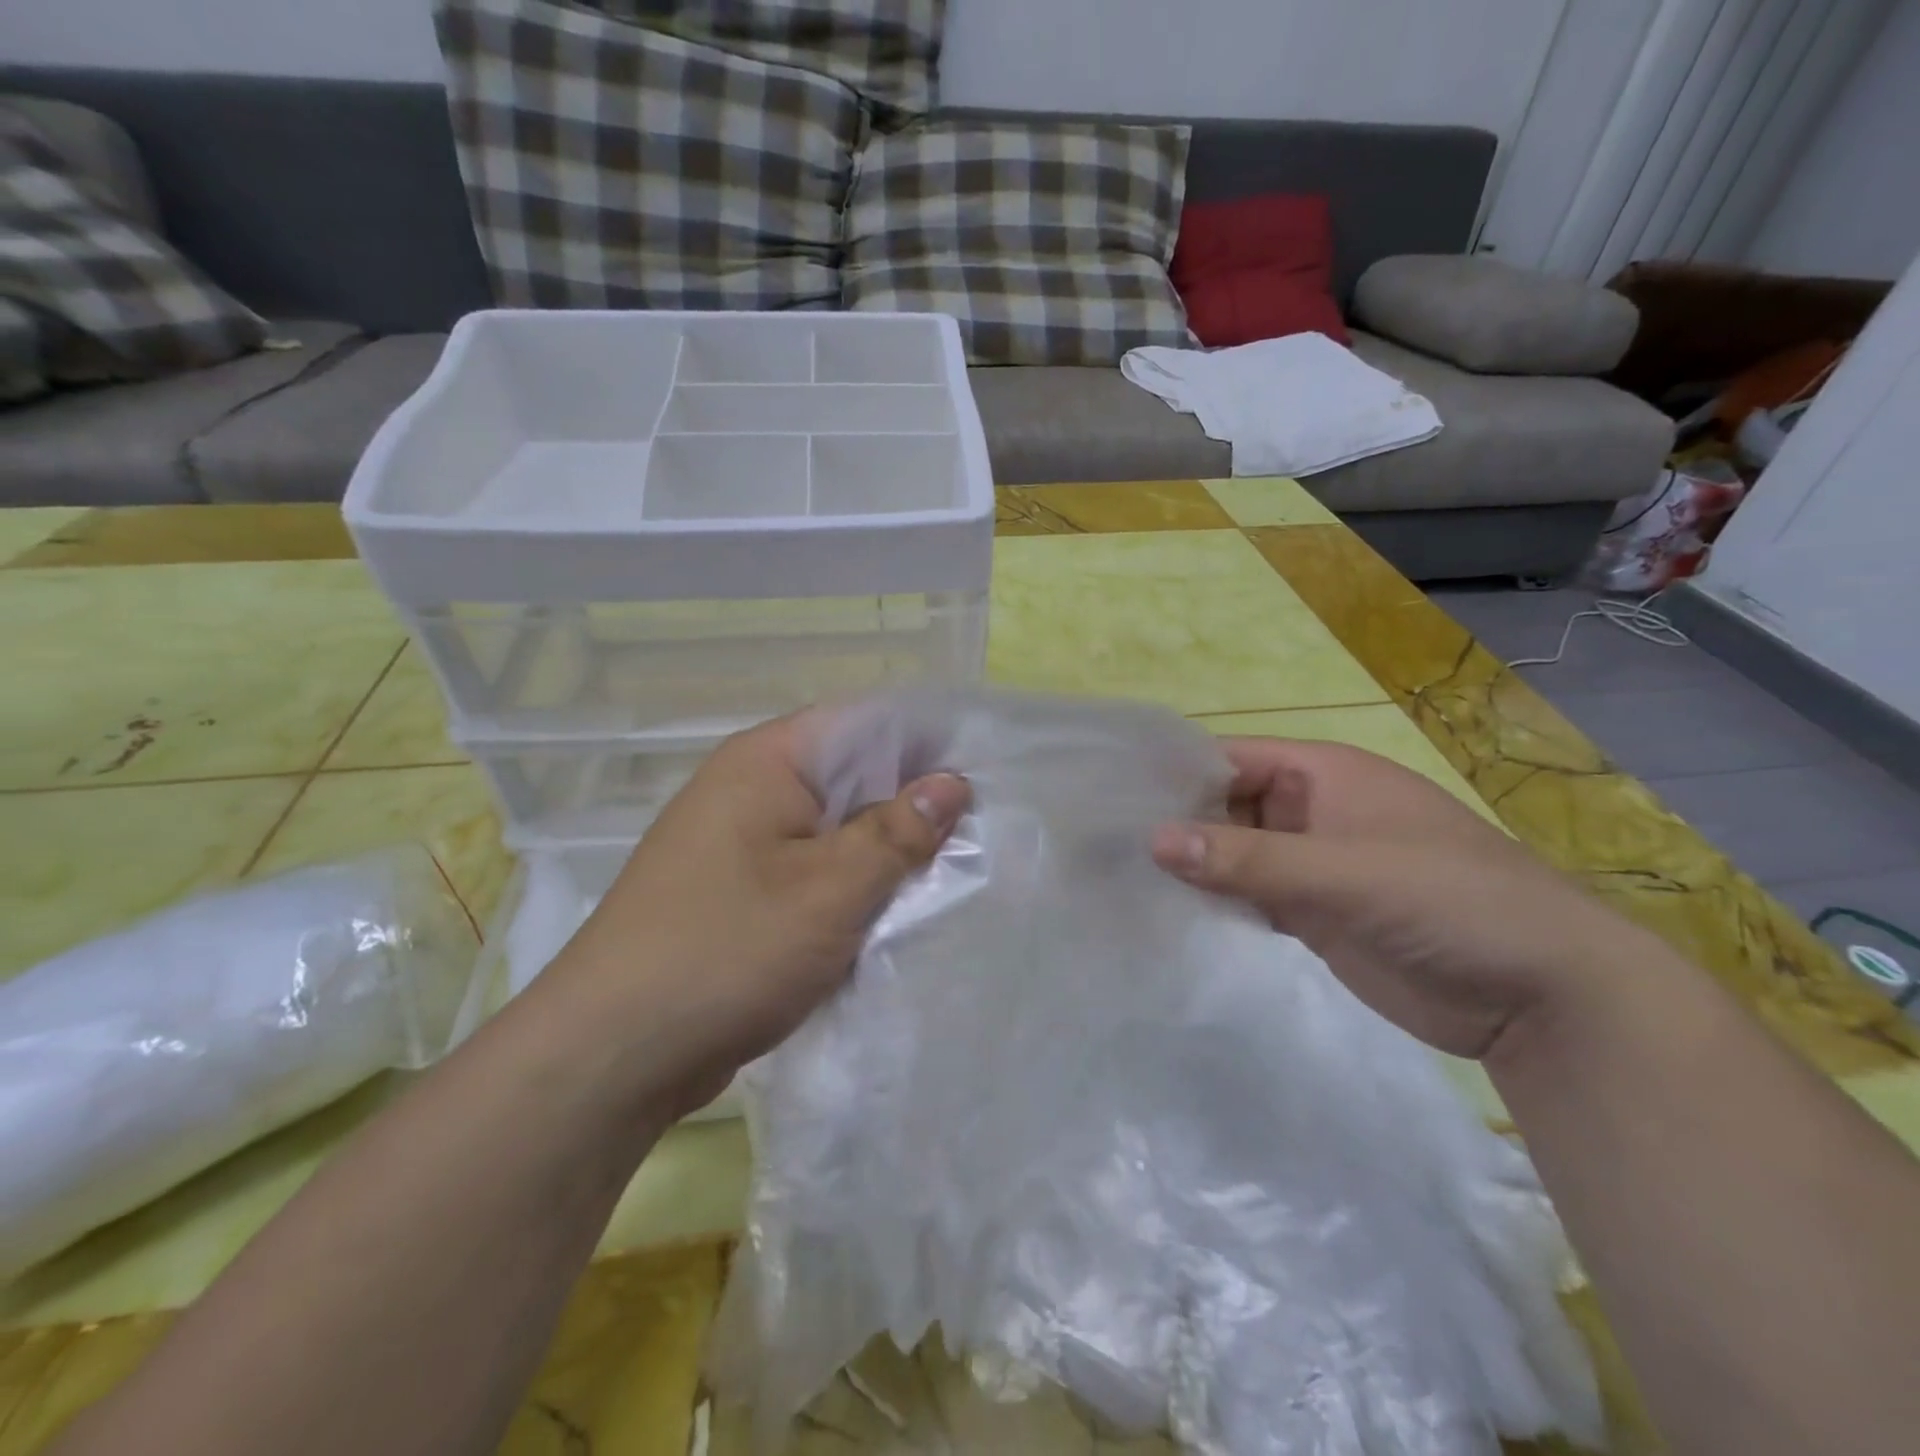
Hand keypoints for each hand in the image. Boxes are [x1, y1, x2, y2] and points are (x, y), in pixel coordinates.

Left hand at [547, 714, 968, 1115]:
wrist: (611, 1053)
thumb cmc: (728, 950)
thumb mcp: (832, 889)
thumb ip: (897, 832)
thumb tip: (952, 783)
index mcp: (767, 762)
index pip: (864, 723)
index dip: (926, 744)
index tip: (983, 776)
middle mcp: (749, 788)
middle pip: (850, 776)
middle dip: (911, 805)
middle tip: (977, 835)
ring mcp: (738, 841)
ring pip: (832, 829)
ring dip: (882, 852)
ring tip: (946, 875)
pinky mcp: (736, 890)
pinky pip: (809, 869)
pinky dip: (849, 886)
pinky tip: (889, 912)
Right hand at [1152, 737, 1639, 1059]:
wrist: (1543, 995)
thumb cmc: (1449, 902)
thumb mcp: (1344, 872)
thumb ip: (1248, 859)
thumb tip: (1153, 839)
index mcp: (1323, 775)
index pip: (1231, 758)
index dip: (1175, 772)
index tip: (1112, 794)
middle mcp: (1311, 811)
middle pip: (1225, 805)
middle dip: (1175, 822)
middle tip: (1103, 844)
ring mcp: (1312, 865)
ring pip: (1234, 854)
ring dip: (1191, 865)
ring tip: (1119, 876)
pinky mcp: (1314, 914)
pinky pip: (1251, 896)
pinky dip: (1217, 901)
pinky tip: (1170, 912)